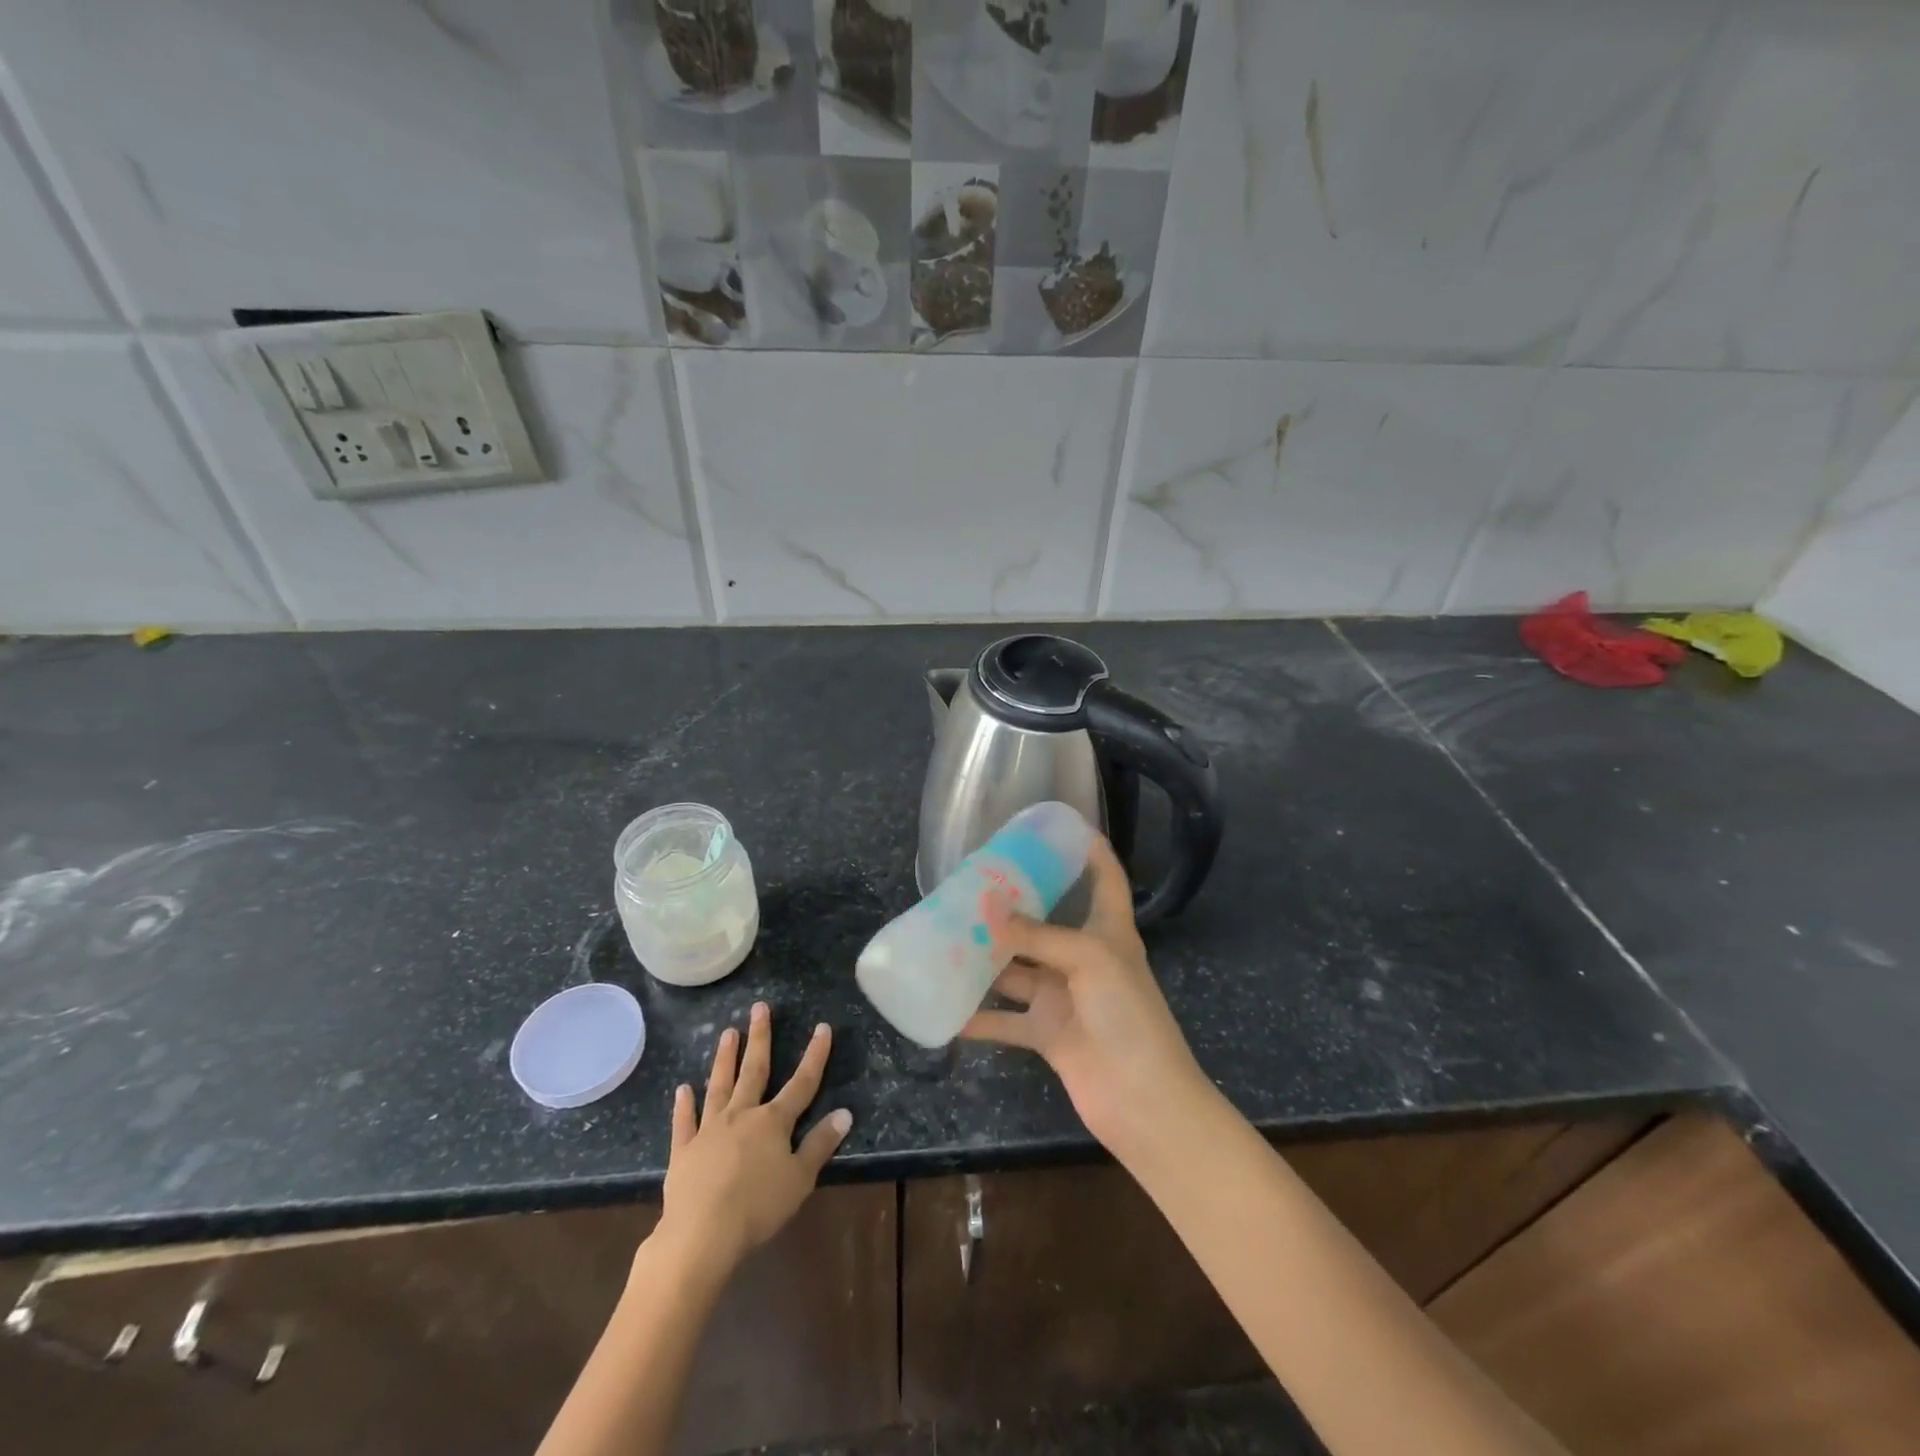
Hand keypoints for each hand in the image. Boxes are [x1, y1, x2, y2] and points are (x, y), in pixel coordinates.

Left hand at [657, 1003, 851, 1276]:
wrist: (701, 1235)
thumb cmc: (758, 1207)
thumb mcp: (800, 1179)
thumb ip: (820, 1144)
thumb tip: (845, 1112)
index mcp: (773, 1122)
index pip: (802, 1083)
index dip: (815, 1055)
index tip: (823, 1027)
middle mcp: (742, 1115)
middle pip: (754, 1070)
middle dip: (760, 1038)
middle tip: (759, 1007)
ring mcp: (710, 1130)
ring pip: (719, 1086)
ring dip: (724, 1059)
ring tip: (727, 1032)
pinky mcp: (684, 1151)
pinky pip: (685, 1122)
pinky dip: (684, 1105)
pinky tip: (683, 1089)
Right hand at [961, 836, 1211, 1156]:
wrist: (1142, 1100)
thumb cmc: (1128, 1016)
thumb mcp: (1089, 960)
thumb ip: (1037, 935)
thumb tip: (988, 909)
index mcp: (1108, 932)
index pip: (1105, 879)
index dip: (1091, 850)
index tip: (1060, 825)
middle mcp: (1084, 958)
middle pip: (1047, 922)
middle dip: (1014, 905)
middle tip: (973, 882)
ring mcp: (1064, 997)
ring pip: (1017, 969)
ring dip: (986, 958)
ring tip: (945, 935)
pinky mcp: (1047, 1034)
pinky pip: (1005, 1019)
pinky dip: (978, 1016)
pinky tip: (944, 1006)